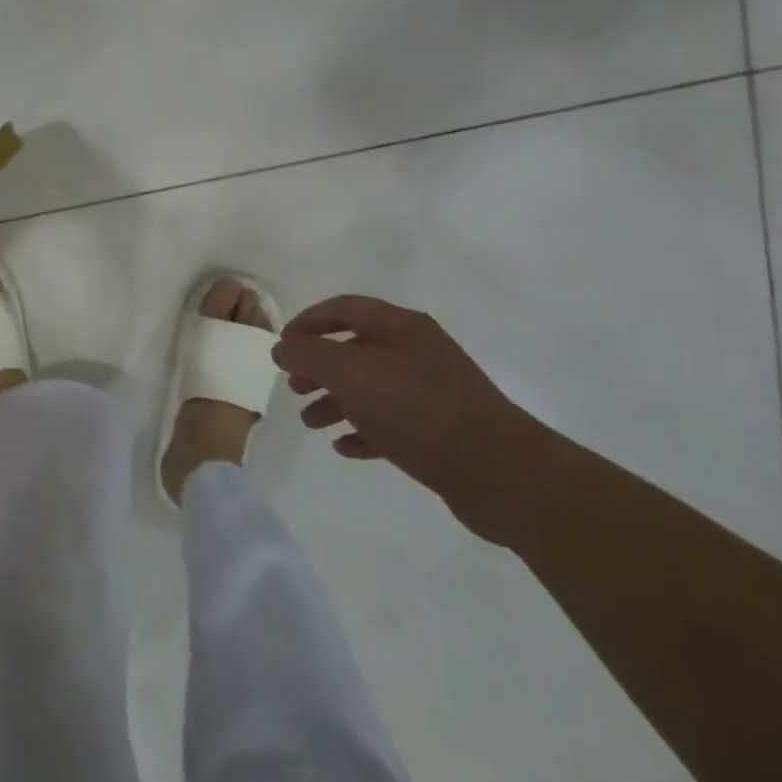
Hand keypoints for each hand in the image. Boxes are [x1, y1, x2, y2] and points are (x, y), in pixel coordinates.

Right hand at [271, 295, 550, 539]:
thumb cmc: (417, 409)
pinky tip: (345, 447)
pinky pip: (389, 423)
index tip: (282, 346)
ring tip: (311, 422)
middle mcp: (416, 352)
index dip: (308, 321)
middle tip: (293, 387)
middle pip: (354, 348)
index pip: (343, 308)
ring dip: (335, 401)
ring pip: (369, 388)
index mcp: (400, 327)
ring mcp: (430, 392)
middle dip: (318, 366)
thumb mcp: (350, 373)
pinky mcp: (439, 431)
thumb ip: (309, 354)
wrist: (499, 473)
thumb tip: (282, 347)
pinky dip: (362, 431)